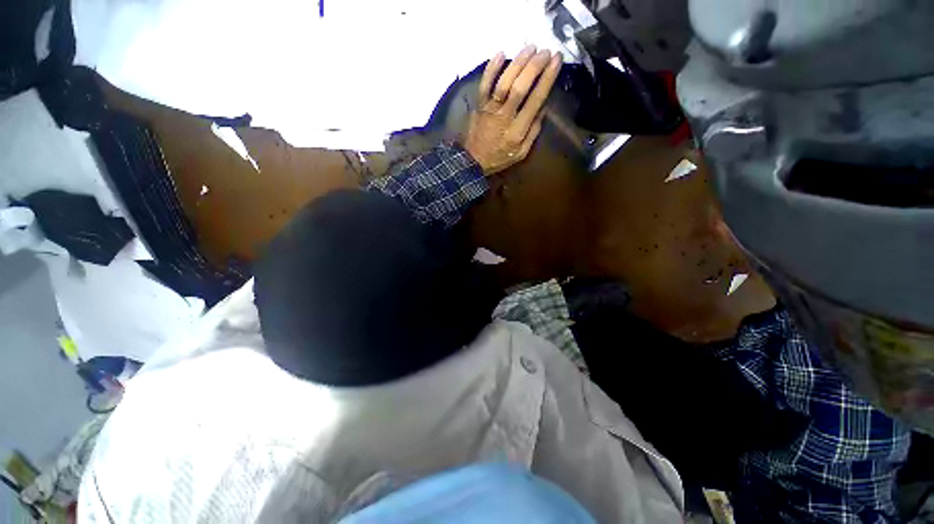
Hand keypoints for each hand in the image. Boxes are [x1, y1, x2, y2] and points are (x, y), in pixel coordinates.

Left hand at [464, 46, 562, 174]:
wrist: (473, 161)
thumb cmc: (499, 157)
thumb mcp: (521, 152)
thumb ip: (533, 132)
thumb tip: (543, 107)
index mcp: (517, 131)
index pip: (535, 100)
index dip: (547, 78)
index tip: (556, 60)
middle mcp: (504, 117)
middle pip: (519, 88)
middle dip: (534, 67)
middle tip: (545, 51)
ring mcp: (490, 109)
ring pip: (503, 83)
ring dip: (517, 63)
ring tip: (530, 47)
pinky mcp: (479, 105)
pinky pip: (484, 84)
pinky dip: (491, 68)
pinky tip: (501, 53)